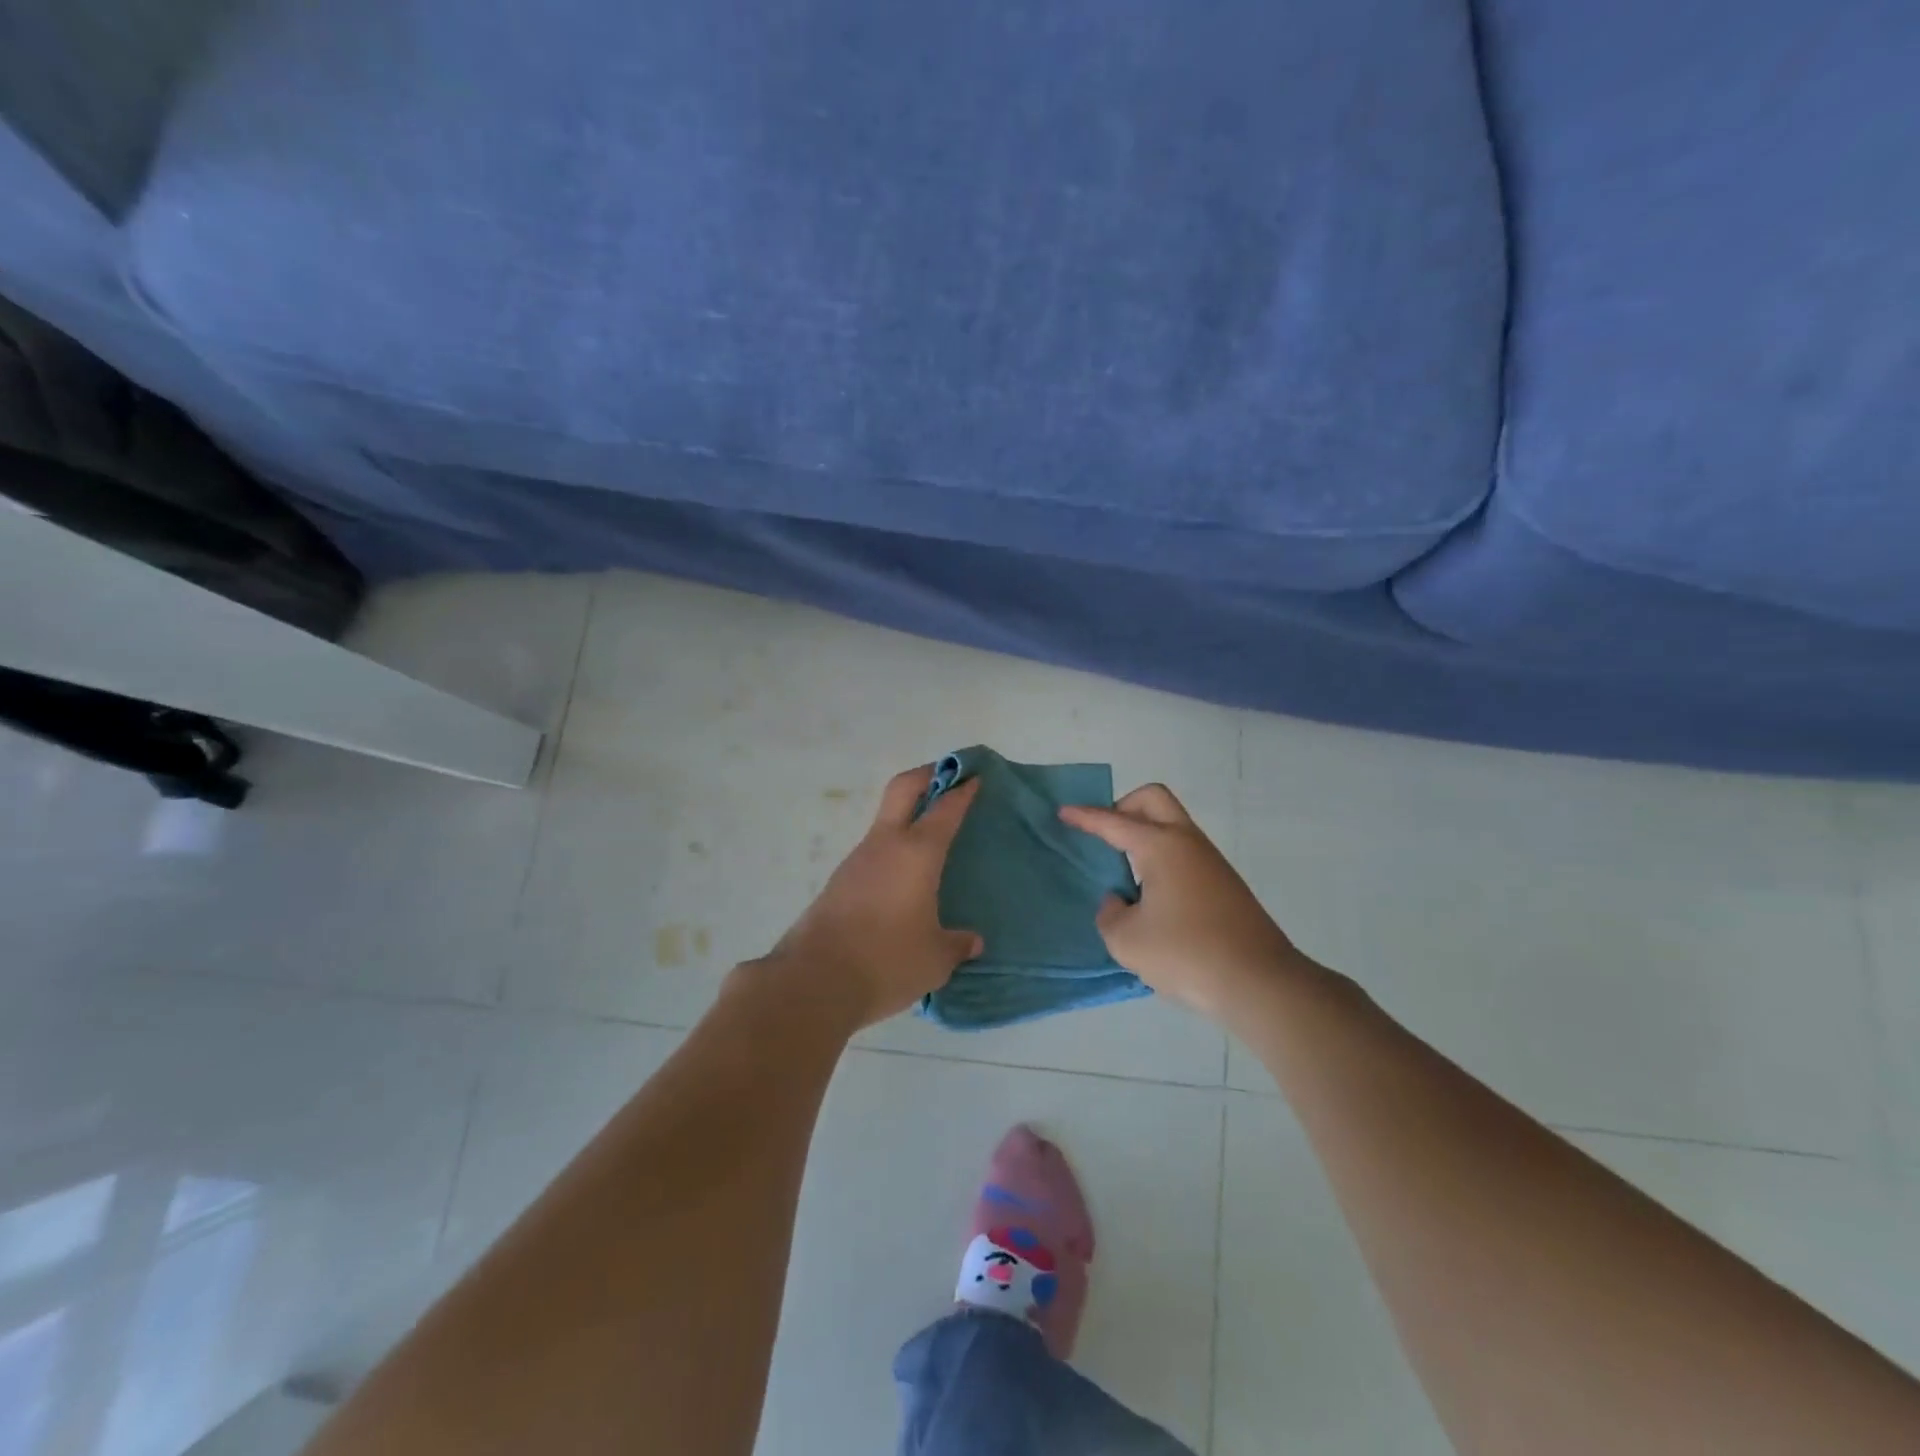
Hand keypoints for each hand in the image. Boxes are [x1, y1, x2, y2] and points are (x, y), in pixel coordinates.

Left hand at [766, 765, 983, 1029]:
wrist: (814, 981)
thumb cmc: (887, 961)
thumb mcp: (935, 958)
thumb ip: (957, 945)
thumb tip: (972, 942)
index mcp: (917, 852)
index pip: (945, 808)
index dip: (963, 790)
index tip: (976, 777)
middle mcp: (885, 845)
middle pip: (903, 788)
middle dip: (927, 774)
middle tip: (949, 777)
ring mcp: (857, 861)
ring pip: (885, 821)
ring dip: (907, 816)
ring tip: (931, 839)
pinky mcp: (839, 882)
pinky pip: (873, 853)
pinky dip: (892, 850)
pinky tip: (904, 881)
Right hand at [1060, 784, 1305, 1019]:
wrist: (1260, 983)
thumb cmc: (1186, 954)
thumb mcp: (1127, 940)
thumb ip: (1110, 914)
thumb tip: (1120, 901)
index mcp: (1161, 846)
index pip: (1113, 822)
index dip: (1085, 817)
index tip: (1063, 813)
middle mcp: (1187, 842)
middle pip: (1153, 800)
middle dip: (1123, 807)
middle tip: (1103, 835)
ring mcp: (1211, 862)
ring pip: (1172, 826)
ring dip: (1144, 834)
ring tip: (1123, 871)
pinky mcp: (1224, 885)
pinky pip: (1183, 853)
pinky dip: (1161, 858)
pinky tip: (1152, 896)